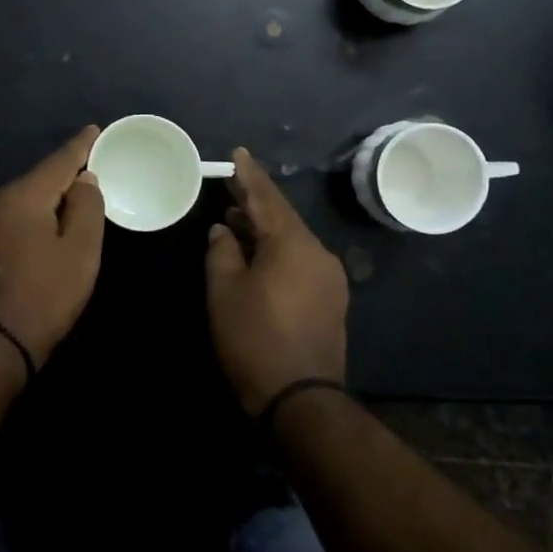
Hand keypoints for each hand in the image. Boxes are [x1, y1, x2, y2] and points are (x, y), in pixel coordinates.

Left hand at [0, 125, 104, 363]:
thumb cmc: (43, 298)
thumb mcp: (80, 253)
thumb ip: (87, 208)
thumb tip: (84, 180)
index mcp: (20, 196)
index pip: (57, 161)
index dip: (80, 146)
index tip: (94, 130)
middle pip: (35, 181)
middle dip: (62, 179)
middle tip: (89, 178)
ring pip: (18, 202)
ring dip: (42, 203)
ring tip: (66, 210)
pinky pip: (4, 221)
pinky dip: (25, 221)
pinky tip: (37, 234)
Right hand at [204, 147, 348, 414]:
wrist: (301, 399)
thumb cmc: (254, 338)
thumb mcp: (225, 291)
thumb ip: (221, 251)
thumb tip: (223, 229)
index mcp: (292, 244)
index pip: (267, 198)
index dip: (249, 175)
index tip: (238, 152)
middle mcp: (318, 253)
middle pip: (282, 217)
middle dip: (255, 201)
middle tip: (231, 183)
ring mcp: (329, 278)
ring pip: (292, 240)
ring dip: (264, 228)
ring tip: (235, 219)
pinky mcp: (330, 300)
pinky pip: (300, 260)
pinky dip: (277, 250)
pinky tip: (257, 254)